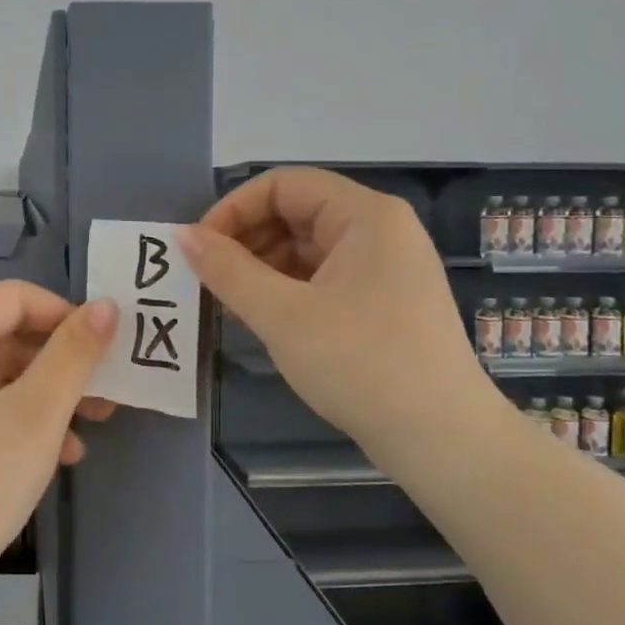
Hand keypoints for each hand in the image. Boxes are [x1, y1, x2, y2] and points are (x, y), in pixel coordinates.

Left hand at [0, 281, 117, 620]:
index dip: (64, 316)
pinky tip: (48, 456)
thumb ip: (74, 354)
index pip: (12, 297)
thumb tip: (107, 305)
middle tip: (104, 397)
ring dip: (39, 395)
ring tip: (85, 433)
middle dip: (57, 363)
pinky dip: (8, 418)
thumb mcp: (36, 417)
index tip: (105, 352)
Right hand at [178, 167, 489, 449]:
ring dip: (261, 269)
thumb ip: (227, 270)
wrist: (442, 439)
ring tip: (228, 305)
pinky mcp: (383, 302)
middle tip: (208, 281)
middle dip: (245, 242)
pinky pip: (323, 278)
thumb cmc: (360, 363)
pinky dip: (287, 291)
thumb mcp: (282, 315)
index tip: (199, 249)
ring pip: (306, 249)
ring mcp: (385, 268)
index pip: (283, 185)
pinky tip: (260, 319)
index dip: (234, 209)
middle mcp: (379, 231)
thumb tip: (182, 236)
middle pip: (295, 213)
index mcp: (365, 215)